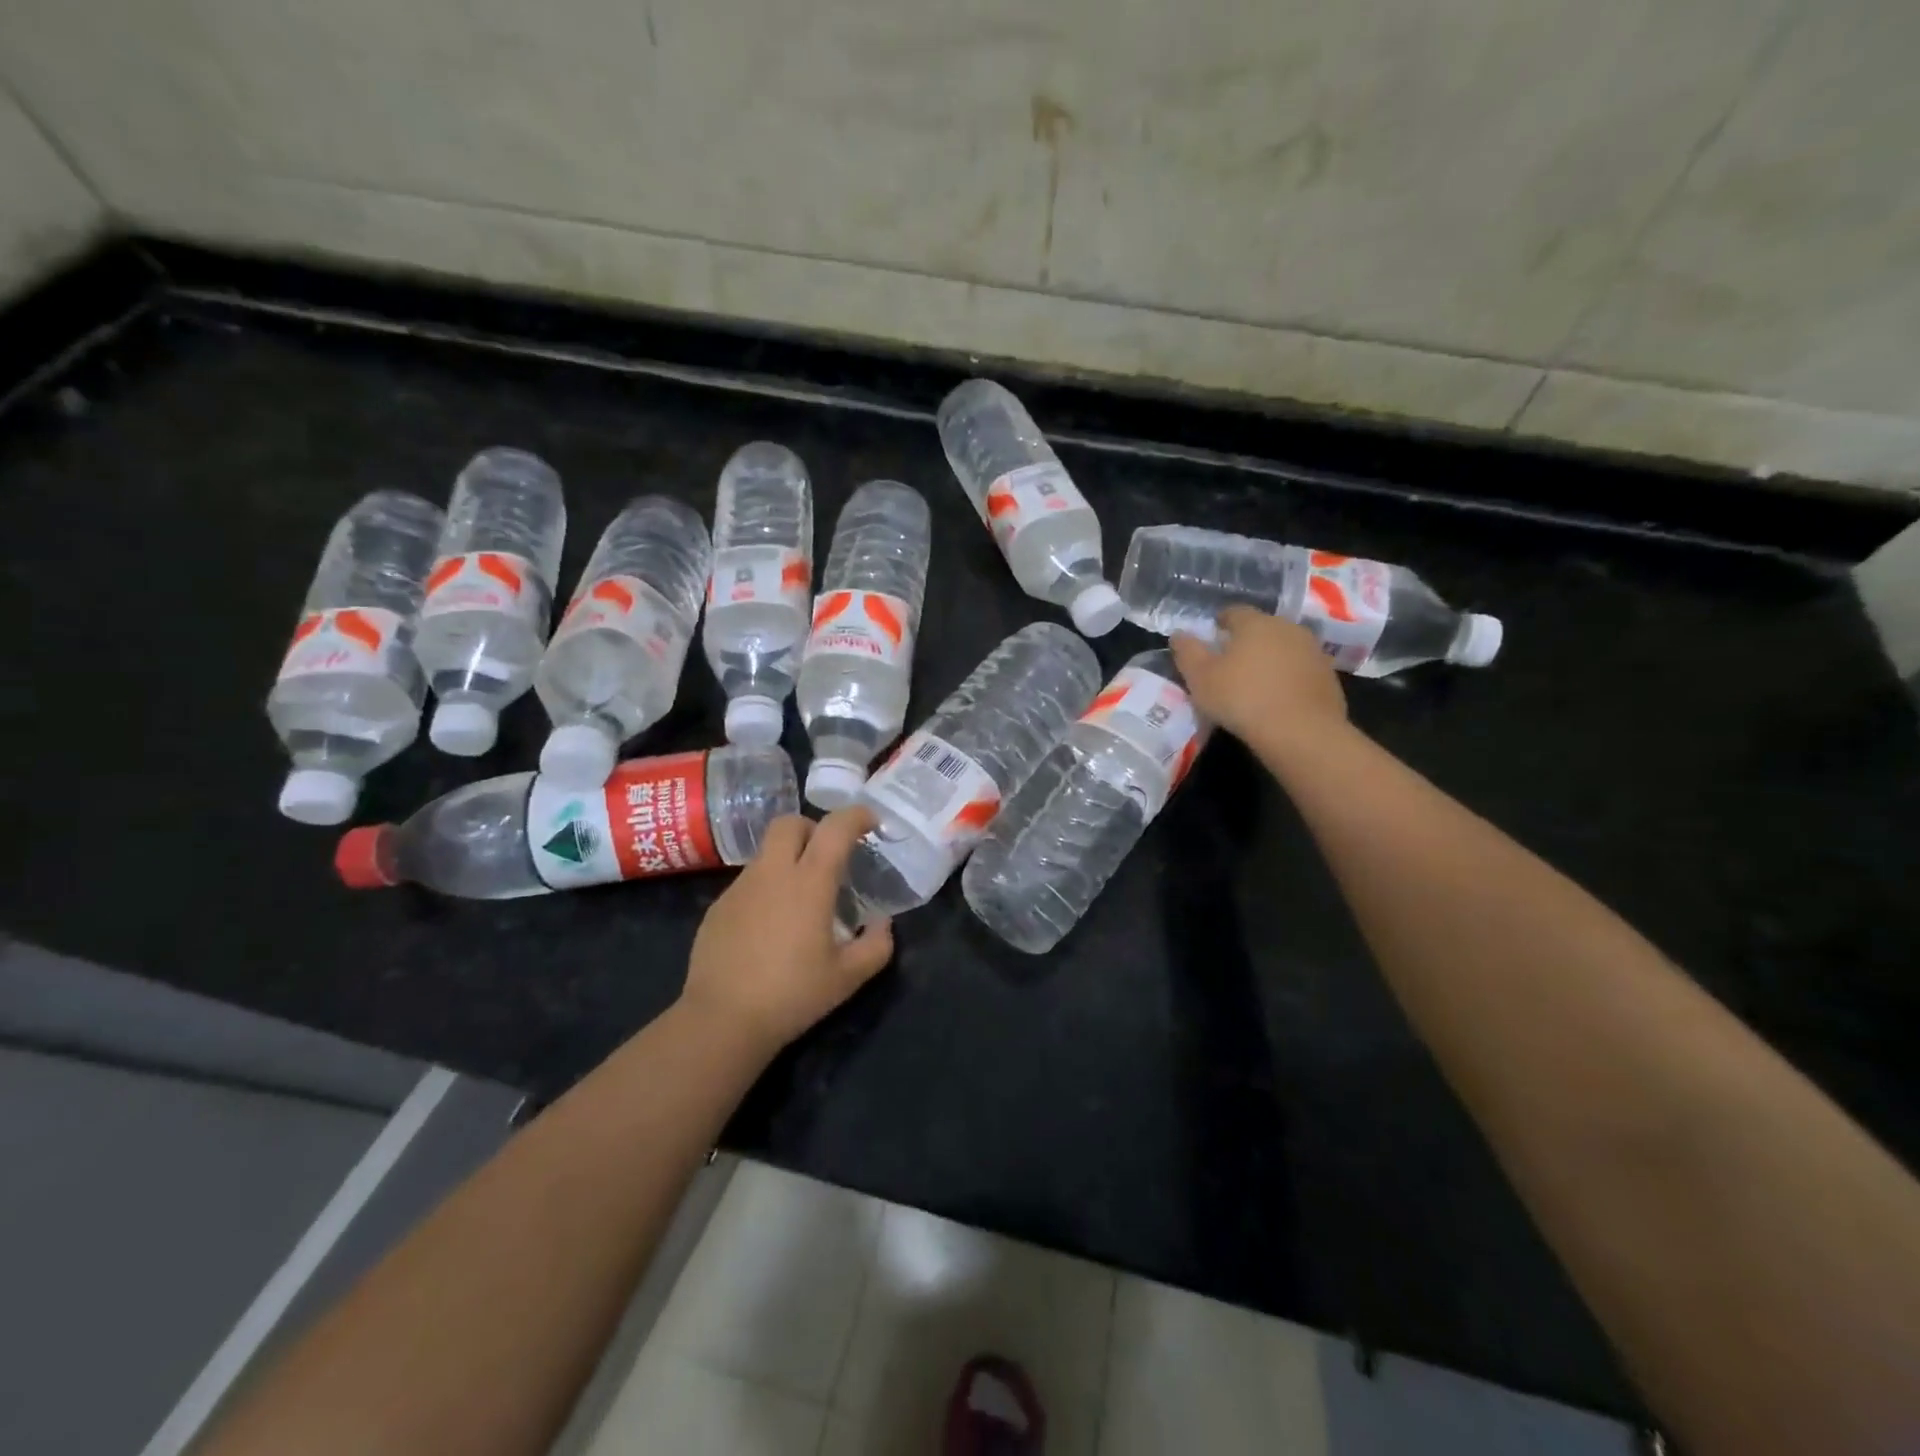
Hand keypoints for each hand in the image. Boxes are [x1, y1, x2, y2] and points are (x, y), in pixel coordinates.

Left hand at [679, 808, 894, 1053]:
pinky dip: (767, 888)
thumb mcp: (848, 977)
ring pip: (767, 853)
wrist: (722, 1020)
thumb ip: (876, 945)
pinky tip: (770, 926)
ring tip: (801, 899)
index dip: (856, 816)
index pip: (834, 828)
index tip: (871, 823)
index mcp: (809, 882)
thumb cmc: (792, 995)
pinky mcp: (718, 907)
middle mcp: (772, 873)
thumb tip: (883, 923)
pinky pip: (748, 882)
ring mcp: (740, 888)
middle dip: (813, 828)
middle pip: (790, 823)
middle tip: (829, 856)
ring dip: (789, 860)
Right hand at [1171, 606, 1347, 761]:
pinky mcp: (1328, 676)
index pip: (1234, 612)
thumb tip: (1179, 634)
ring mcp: (1313, 651)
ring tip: (1255, 683)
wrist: (1301, 732)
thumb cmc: (1242, 698)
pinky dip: (1288, 678)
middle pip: (1262, 628)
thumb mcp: (1200, 678)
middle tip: (1230, 664)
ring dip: (1270, 659)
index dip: (1220, 623)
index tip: (1211, 639)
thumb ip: (1187, 652)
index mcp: (1255, 623)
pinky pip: (1301, 670)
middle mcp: (1287, 628)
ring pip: (1284, 648)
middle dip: (1246, 641)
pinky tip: (1278, 699)